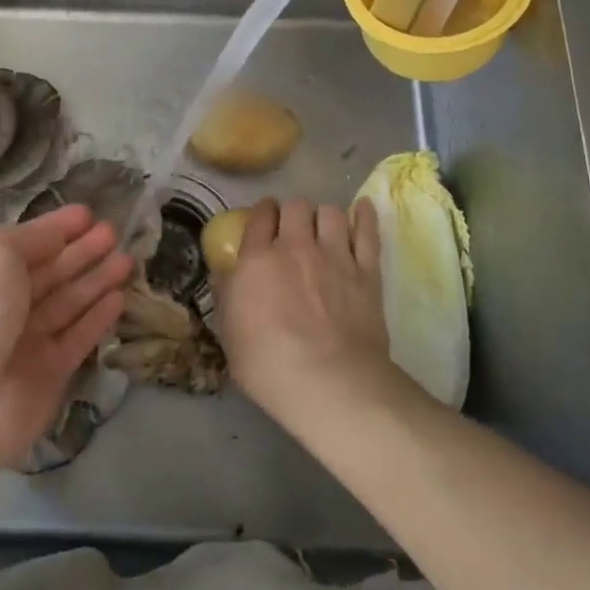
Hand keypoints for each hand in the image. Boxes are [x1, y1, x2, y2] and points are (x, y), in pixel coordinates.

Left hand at [0, 203, 130, 470]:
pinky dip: (98, 317)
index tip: (88, 213)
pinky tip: (119, 297)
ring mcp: (27, 339)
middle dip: (82, 250)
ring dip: (97, 279)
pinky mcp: (50, 371)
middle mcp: (3, 303)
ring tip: (128, 259)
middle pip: (51, 270)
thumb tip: (55, 236)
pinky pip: (78, 336)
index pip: (26, 242)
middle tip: (115, 232)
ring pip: (69, 301)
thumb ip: (30, 239)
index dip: (56, 227)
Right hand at [212, 196, 395, 422]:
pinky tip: (361, 208)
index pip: (259, 217)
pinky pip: (367, 231)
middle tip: (292, 228)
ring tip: (323, 228)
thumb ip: (226, 295)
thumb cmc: (269, 365)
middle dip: (291, 212)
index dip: (261, 213)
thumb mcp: (229, 334)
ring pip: (330, 212)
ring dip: (323, 216)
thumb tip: (222, 273)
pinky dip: (364, 216)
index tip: (263, 219)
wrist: (330, 383)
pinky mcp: (366, 271)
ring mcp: (335, 255)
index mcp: (258, 259)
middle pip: (295, 206)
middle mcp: (296, 247)